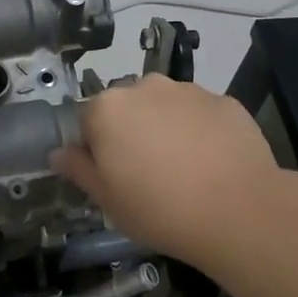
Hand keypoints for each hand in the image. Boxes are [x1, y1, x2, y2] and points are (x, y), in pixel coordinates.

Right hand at [52, 76, 281, 262]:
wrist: (239, 210)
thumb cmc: (159, 209)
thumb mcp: (107, 200)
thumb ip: (79, 169)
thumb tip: (58, 152)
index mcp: (108, 108)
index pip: (88, 121)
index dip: (98, 150)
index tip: (114, 177)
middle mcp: (145, 86)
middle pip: (128, 107)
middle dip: (133, 132)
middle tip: (148, 174)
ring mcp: (188, 90)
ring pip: (166, 107)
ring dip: (167, 128)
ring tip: (186, 170)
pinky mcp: (224, 100)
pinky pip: (202, 114)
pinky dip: (202, 131)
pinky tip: (214, 163)